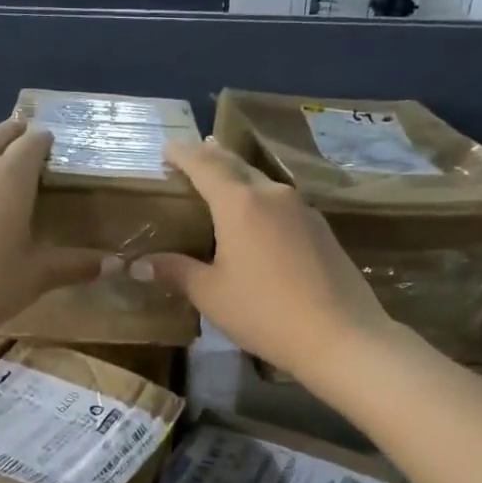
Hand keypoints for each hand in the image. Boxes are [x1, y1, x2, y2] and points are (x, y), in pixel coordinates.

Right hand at [132, 139, 394, 379]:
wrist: (340, 335)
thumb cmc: (264, 313)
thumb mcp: (211, 295)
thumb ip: (177, 271)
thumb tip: (140, 264)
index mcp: (239, 203)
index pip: (204, 165)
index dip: (183, 154)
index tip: (167, 147)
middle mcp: (273, 195)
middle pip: (237, 165)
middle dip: (213, 156)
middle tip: (195, 151)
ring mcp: (303, 209)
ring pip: (263, 181)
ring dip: (240, 175)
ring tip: (224, 176)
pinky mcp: (322, 228)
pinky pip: (283, 202)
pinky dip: (262, 199)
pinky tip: (260, 215)